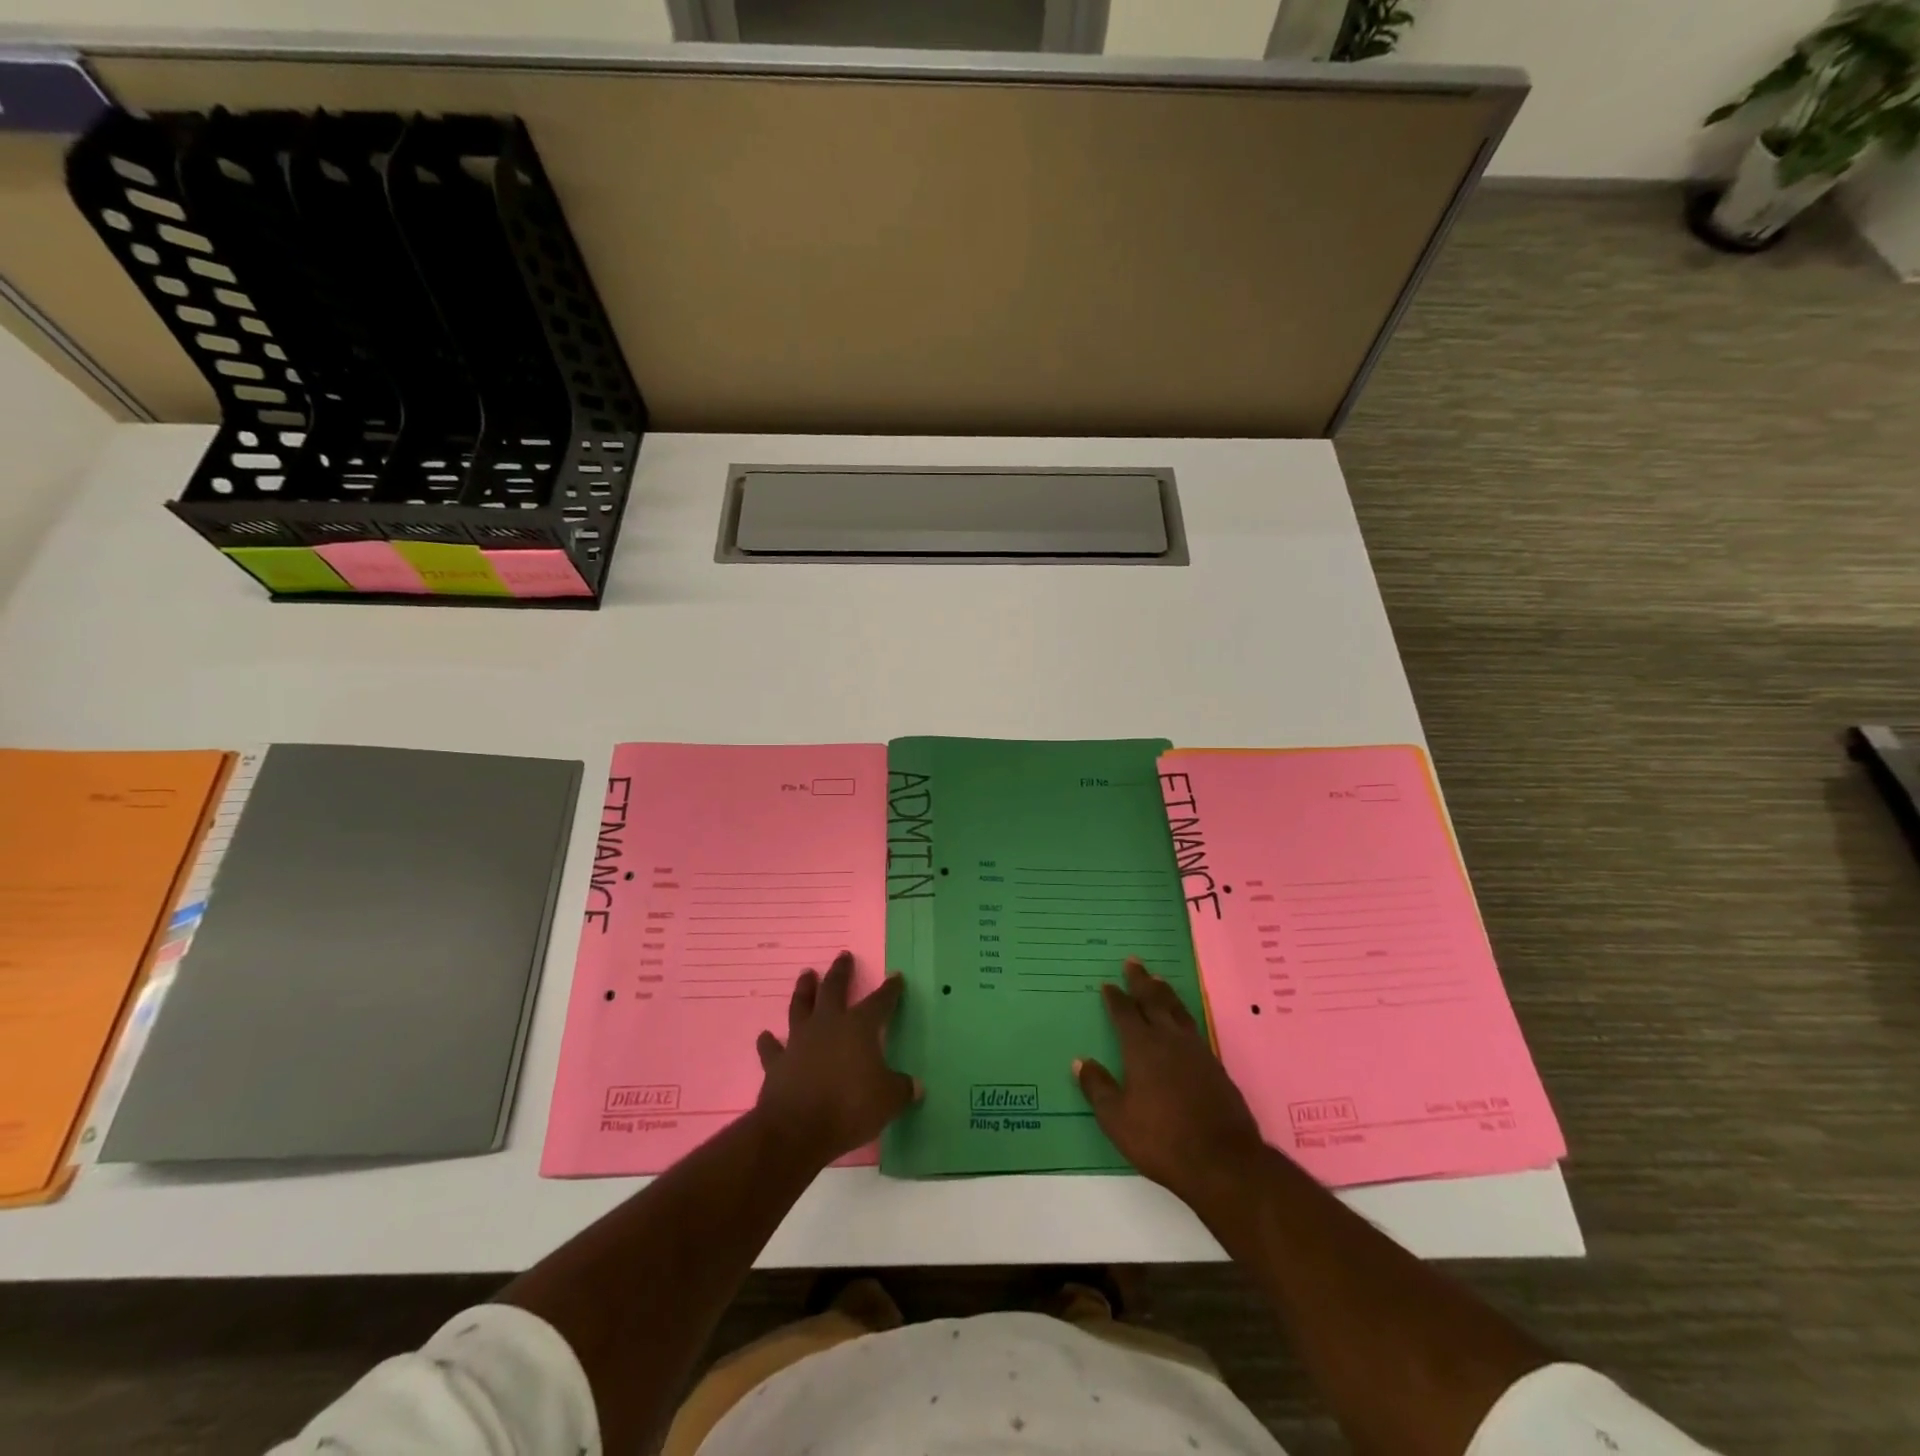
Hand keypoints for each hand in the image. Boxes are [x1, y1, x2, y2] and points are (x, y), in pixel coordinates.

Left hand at [755, 951, 919, 1166]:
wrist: (797, 1130)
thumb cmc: (850, 1107)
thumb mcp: (888, 1100)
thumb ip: (902, 1089)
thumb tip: (916, 1086)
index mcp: (859, 1027)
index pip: (879, 1001)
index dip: (889, 990)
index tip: (895, 976)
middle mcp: (828, 1025)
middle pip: (834, 989)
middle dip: (841, 972)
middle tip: (843, 956)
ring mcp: (799, 1041)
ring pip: (801, 1007)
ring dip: (804, 990)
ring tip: (806, 975)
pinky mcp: (777, 1063)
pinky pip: (772, 1048)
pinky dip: (769, 1042)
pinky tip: (765, 1036)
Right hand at [1075, 958, 1265, 1208]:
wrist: (1223, 1160)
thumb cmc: (1162, 1139)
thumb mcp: (1117, 1119)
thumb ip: (1098, 1088)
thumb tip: (1080, 1062)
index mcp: (1141, 1048)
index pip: (1125, 1013)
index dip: (1115, 997)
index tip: (1108, 983)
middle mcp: (1169, 1040)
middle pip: (1153, 1001)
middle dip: (1141, 981)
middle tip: (1133, 962)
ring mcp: (1196, 1051)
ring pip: (1177, 1010)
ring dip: (1165, 993)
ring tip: (1158, 980)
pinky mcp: (1215, 1065)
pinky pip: (1194, 1027)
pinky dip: (1183, 1014)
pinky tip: (1183, 1021)